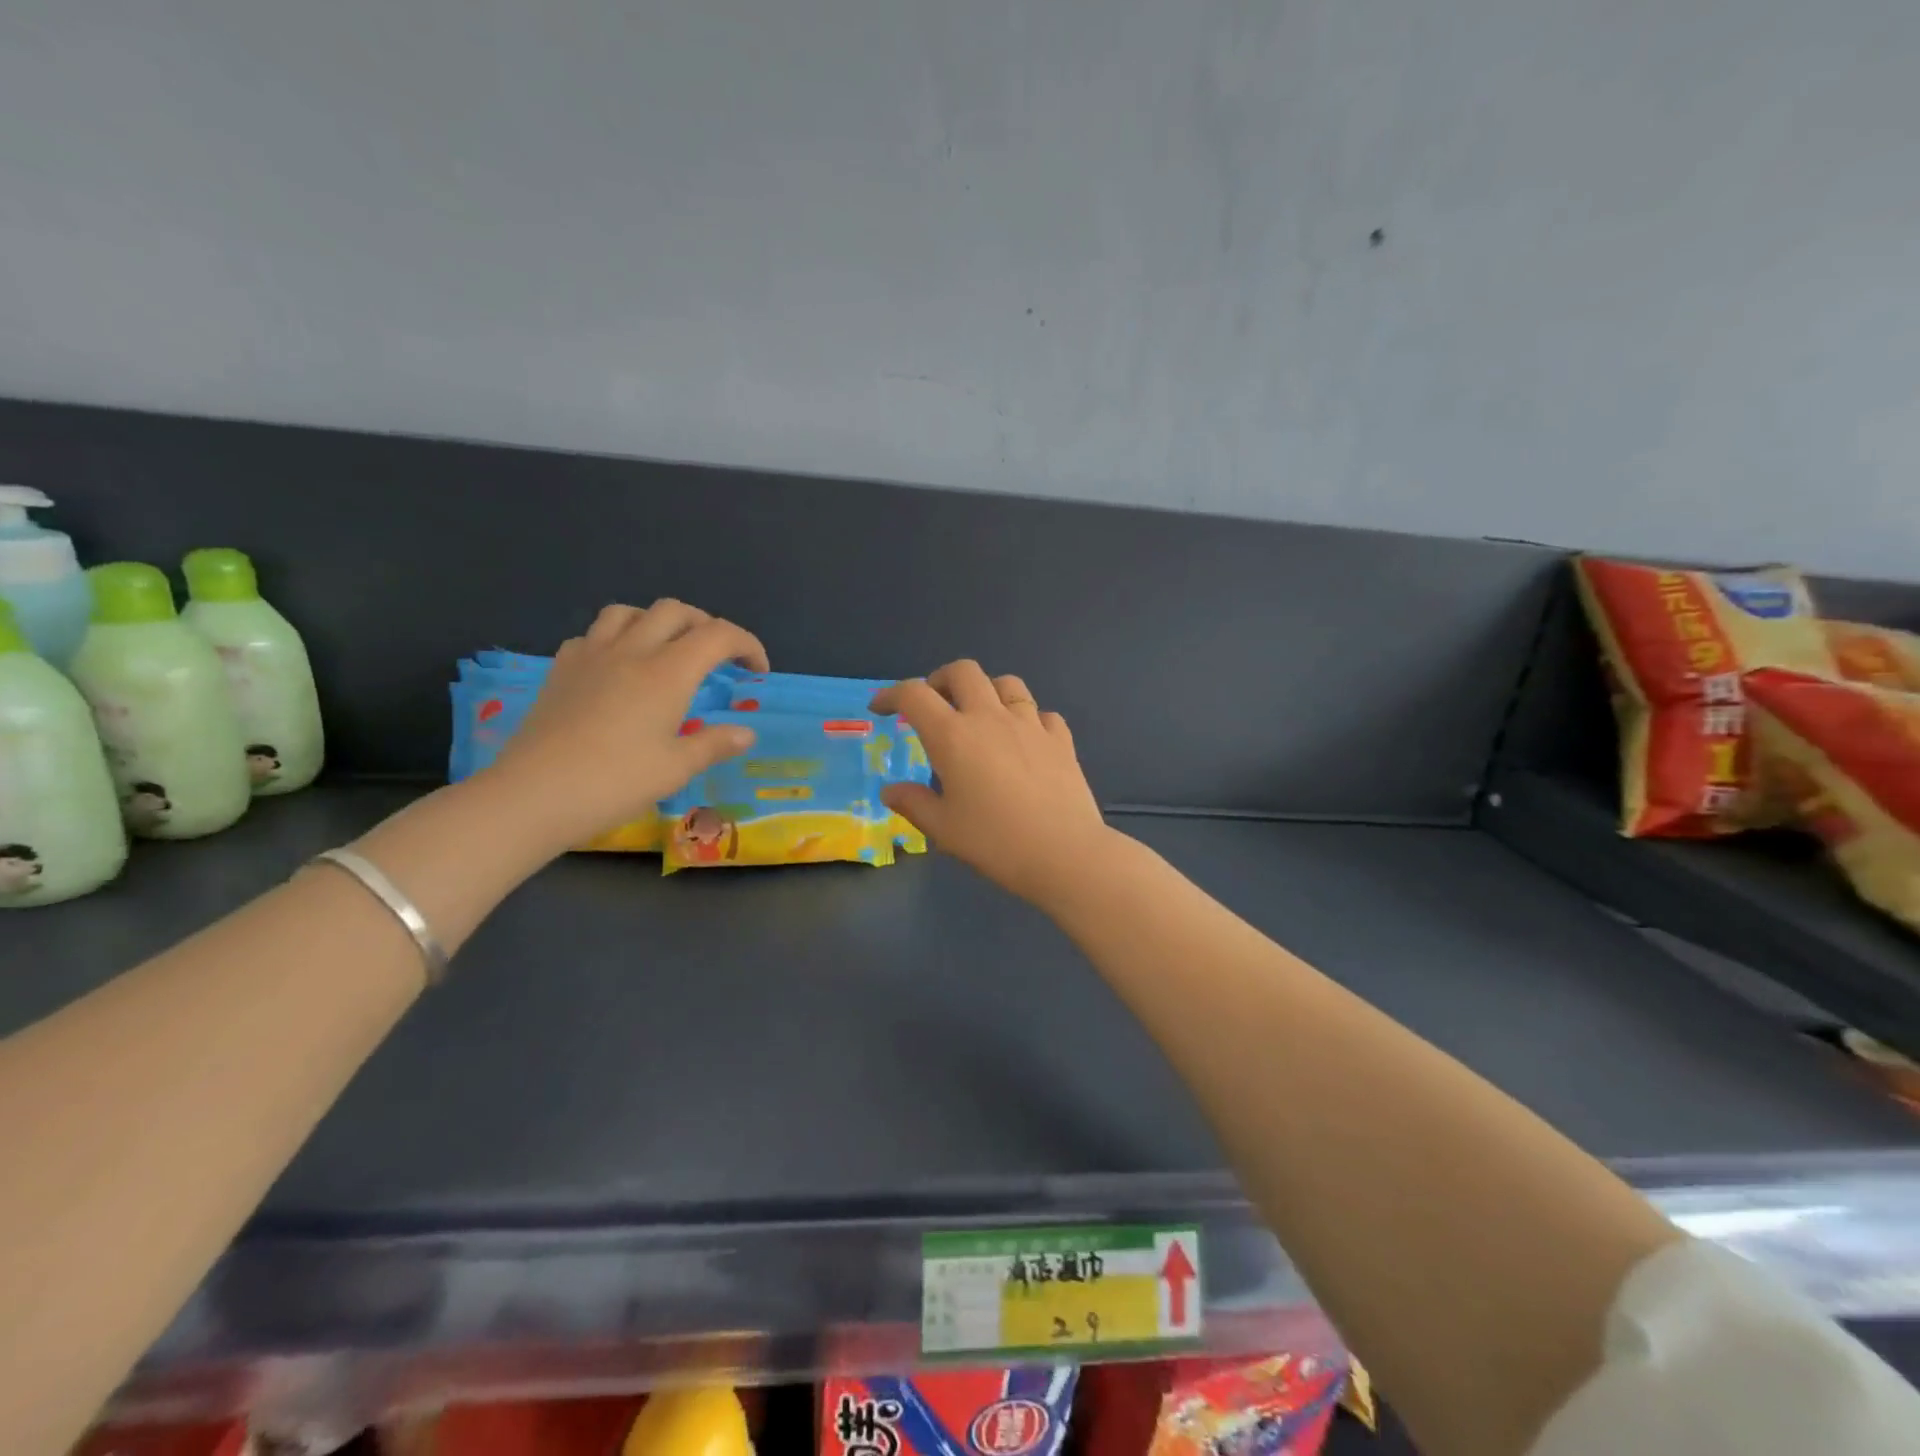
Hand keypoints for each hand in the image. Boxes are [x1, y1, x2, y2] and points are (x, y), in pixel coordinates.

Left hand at [488, 601, 767, 847]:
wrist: (533, 795)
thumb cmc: (614, 782)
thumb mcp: (675, 768)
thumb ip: (714, 744)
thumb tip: (746, 733)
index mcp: (668, 673)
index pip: (718, 635)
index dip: (746, 644)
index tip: (757, 671)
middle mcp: (632, 651)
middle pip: (675, 611)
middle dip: (706, 625)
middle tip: (717, 658)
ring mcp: (591, 655)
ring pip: (629, 612)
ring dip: (658, 622)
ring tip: (667, 650)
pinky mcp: (561, 668)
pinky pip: (593, 634)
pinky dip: (617, 639)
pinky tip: (618, 667)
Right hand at [872, 661, 1110, 905]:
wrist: (1064, 852)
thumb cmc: (995, 842)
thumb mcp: (943, 829)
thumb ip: (913, 804)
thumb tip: (890, 791)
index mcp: (953, 736)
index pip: (914, 695)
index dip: (891, 695)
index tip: (881, 708)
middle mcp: (990, 718)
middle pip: (963, 671)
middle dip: (941, 679)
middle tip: (934, 704)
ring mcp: (1030, 724)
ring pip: (1007, 683)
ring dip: (987, 690)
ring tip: (981, 715)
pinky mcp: (1060, 739)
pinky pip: (1042, 713)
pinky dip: (1028, 718)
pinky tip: (1025, 740)